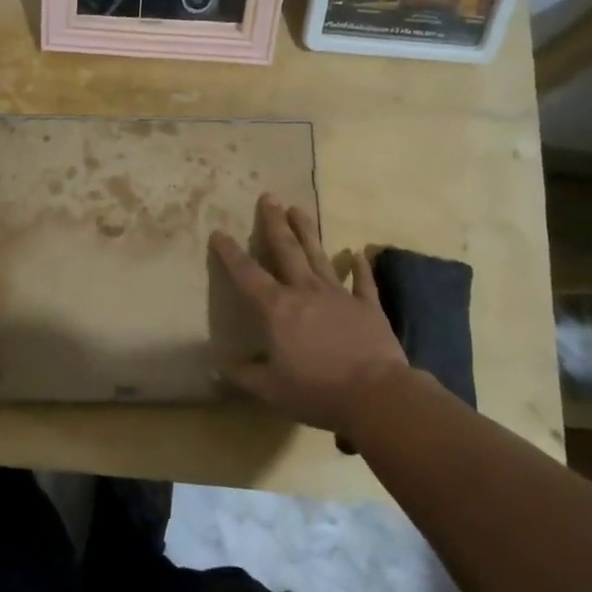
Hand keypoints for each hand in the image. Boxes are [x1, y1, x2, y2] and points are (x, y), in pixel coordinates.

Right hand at [210, 194, 409, 436]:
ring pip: (318, 256)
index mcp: (277, 309)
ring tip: (298, 209)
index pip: (247, 274)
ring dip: (307, 232)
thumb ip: (244, 375)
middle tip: (269, 197)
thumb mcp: (271, 390)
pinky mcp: (367, 305)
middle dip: (274, 223)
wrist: (375, 394)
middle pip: (286, 250)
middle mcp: (305, 292)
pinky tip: (358, 253)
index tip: (219, 232)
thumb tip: (216, 368)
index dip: (230, 253)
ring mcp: (338, 295)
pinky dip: (359, 267)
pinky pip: (362, 281)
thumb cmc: (316, 390)